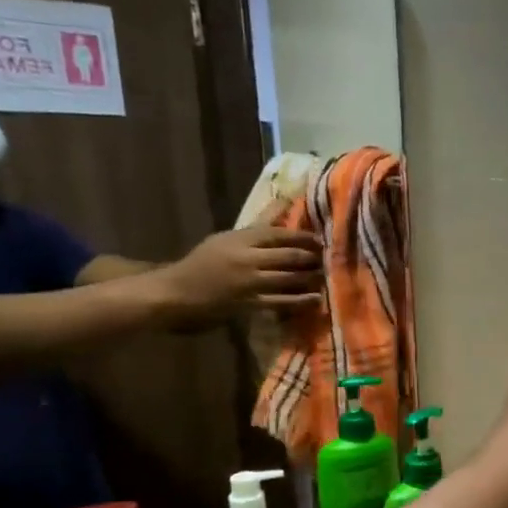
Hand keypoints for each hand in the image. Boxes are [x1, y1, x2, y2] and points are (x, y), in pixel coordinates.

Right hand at [151, 218, 323, 322]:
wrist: (179, 291)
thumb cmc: (205, 262)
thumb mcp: (228, 238)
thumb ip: (258, 225)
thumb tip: (285, 203)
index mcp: (240, 238)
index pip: (278, 234)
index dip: (303, 237)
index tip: (320, 239)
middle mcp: (247, 258)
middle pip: (289, 256)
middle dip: (312, 258)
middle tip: (327, 259)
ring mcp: (250, 282)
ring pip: (289, 278)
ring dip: (311, 278)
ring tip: (325, 276)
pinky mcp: (251, 304)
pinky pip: (283, 302)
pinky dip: (302, 300)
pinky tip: (316, 299)